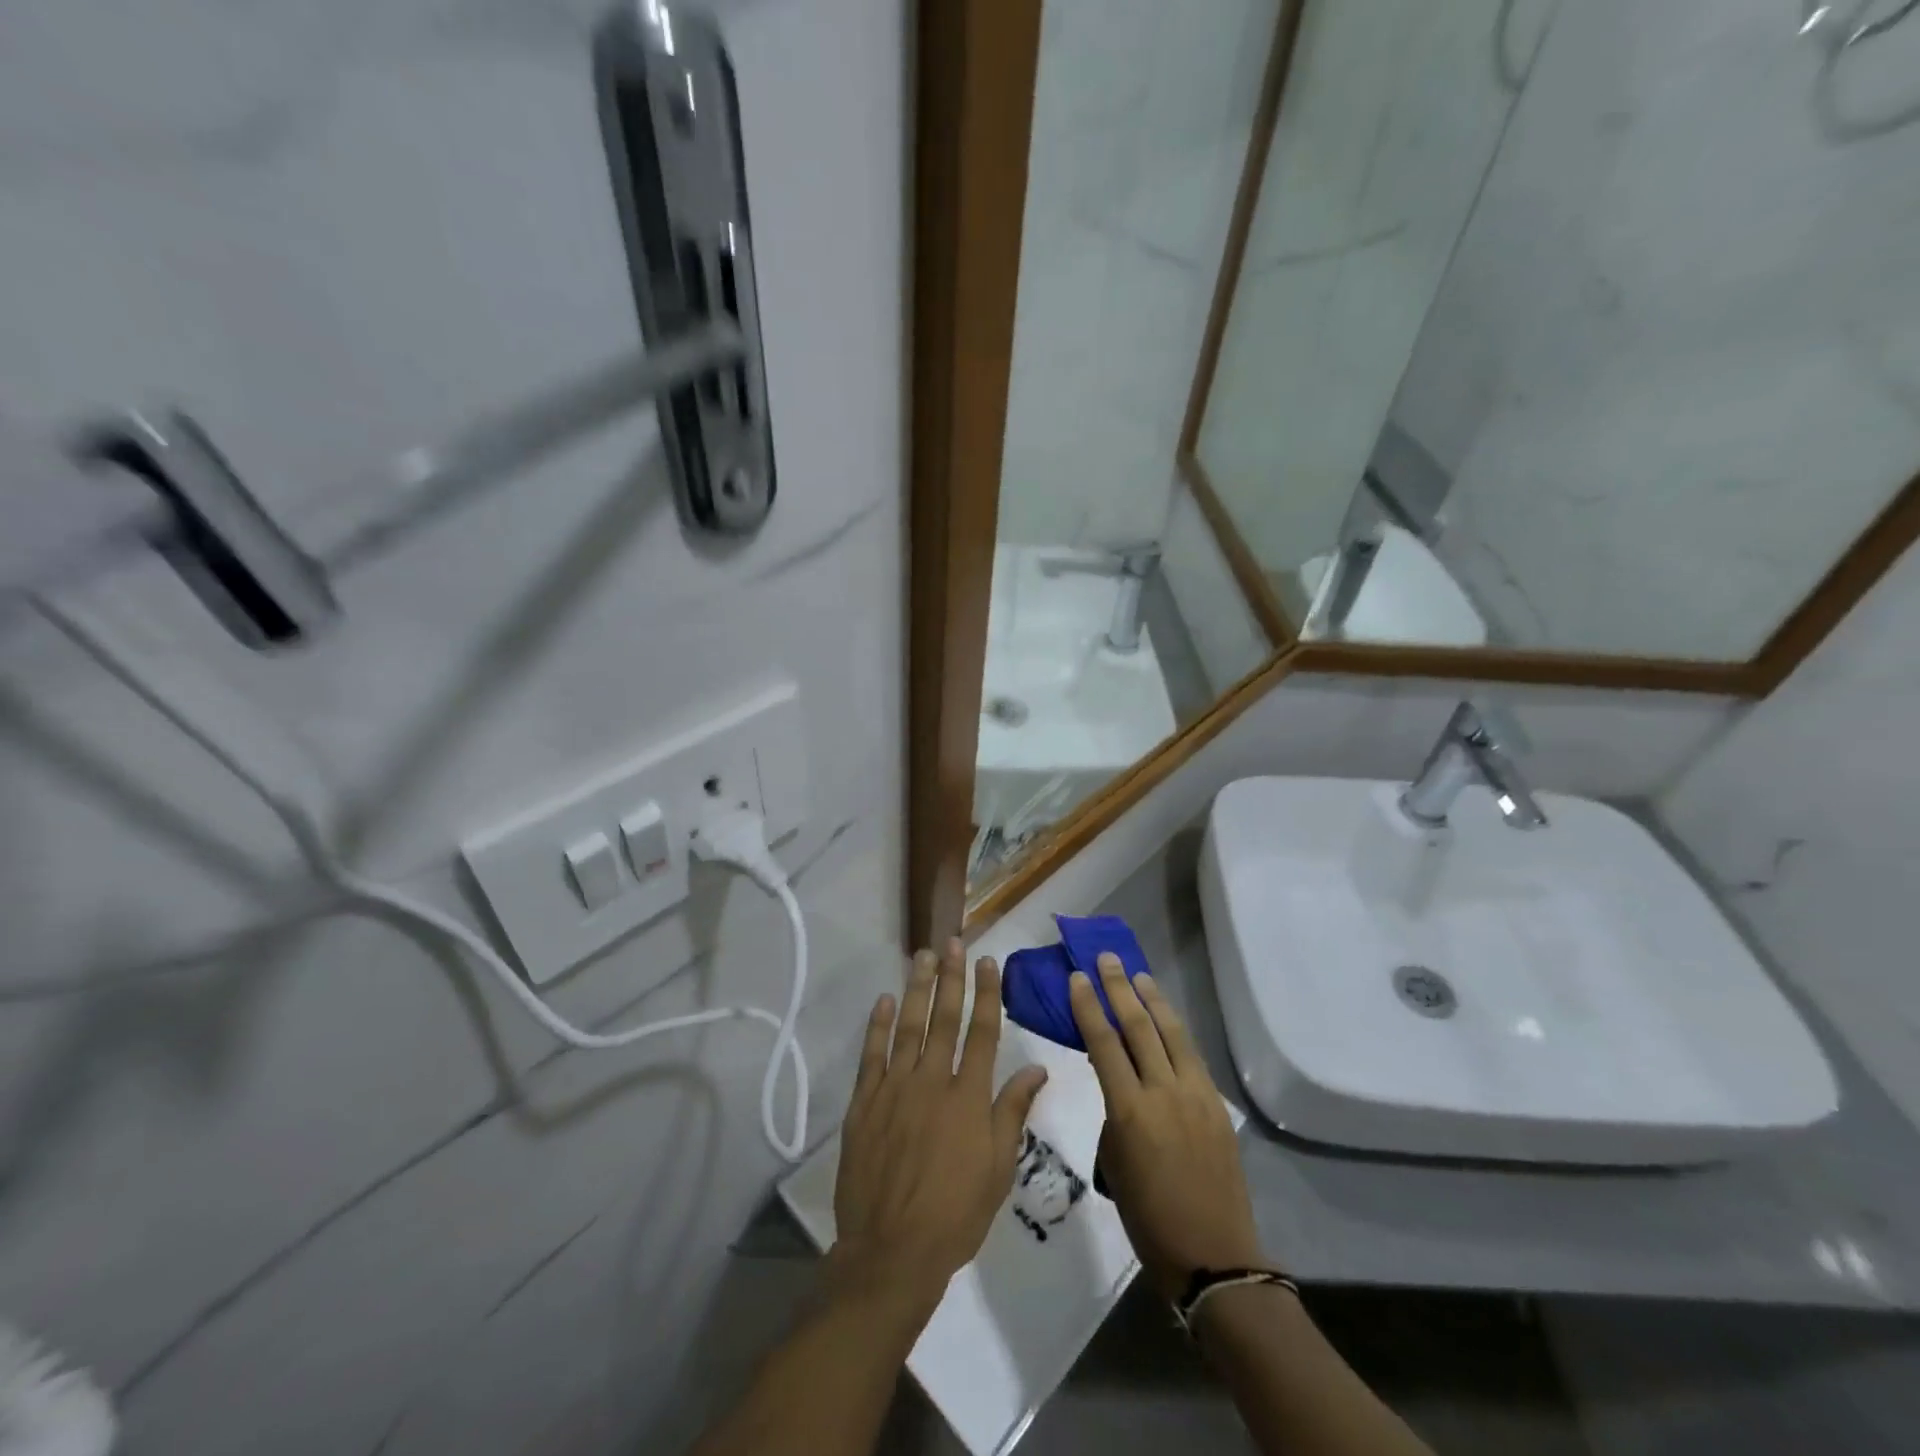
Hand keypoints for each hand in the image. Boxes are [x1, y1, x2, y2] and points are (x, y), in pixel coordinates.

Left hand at [832, 941, 1048, 1326]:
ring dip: (916, 988)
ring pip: (908, 1026)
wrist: (891, 1251)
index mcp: (969, 1096)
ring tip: (922, 956)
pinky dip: (878, 1025)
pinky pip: (872, 1055)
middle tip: (953, 942)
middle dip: (951, 977)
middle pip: (944, 1018)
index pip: (983, 1032)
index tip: (987, 962)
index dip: (987, 993)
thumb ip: (1013, 1111)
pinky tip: (884, 1000)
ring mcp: (895, 1088)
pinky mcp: (865, 1103)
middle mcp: (933, 1081)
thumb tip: (1036, 1067)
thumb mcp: (998, 1168)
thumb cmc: (955, 1214)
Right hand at [1069, 953, 1265, 1300]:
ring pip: (1171, 1033)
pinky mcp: (1217, 1104)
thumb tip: (1125, 1088)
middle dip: (1120, 989)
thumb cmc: (1148, 1218)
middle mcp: (1164, 1092)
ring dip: (1153, 1000)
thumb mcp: (1114, 1164)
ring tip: (1139, 975)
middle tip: (1107, 959)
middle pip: (1138, 1027)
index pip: (1103, 1042)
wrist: (1213, 1254)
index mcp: (1130, 1111)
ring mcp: (1196, 1095)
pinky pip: (1192, 1056)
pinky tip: (1167, 1019)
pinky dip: (1175, 1031)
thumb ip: (1116, 1114)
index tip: (1077, 977)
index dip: (1088, 1006)